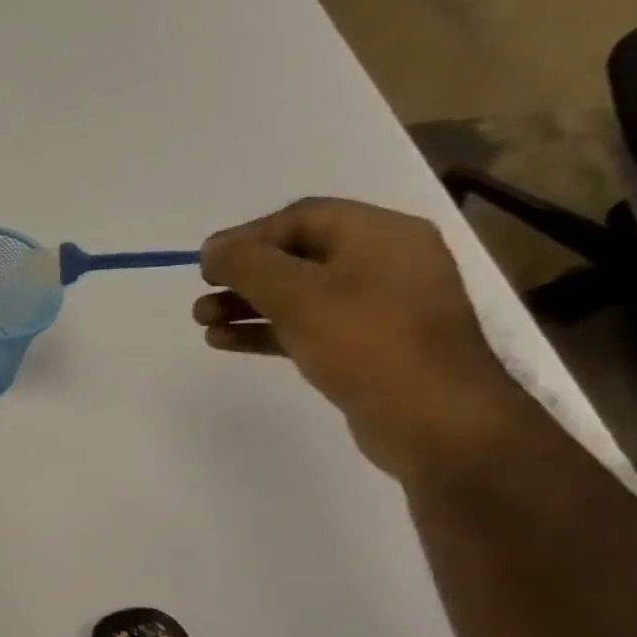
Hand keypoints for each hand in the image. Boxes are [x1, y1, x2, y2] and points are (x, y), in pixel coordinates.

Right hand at [195, 197, 527, 479]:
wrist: (433, 418)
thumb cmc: (365, 342)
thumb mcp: (296, 294)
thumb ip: (246, 264)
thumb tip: (211, 249)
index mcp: (381, 234)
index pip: (301, 217)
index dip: (247, 236)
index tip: (206, 265)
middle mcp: (384, 262)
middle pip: (297, 256)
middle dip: (243, 275)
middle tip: (203, 295)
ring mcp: (378, 307)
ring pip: (298, 295)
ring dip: (247, 305)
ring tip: (204, 323)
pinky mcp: (367, 347)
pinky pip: (306, 327)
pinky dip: (266, 330)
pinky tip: (226, 342)